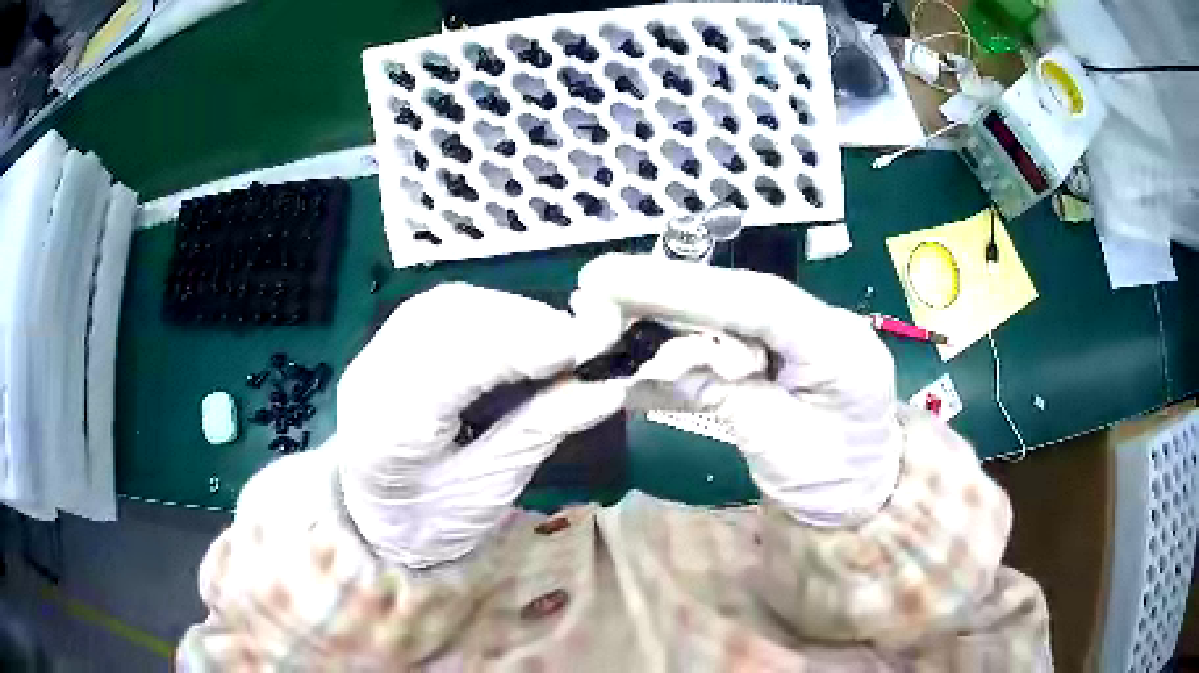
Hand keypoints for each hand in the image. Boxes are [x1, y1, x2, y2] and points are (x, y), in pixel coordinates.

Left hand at [337, 284, 623, 567]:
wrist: (376, 519)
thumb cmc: (431, 521)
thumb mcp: (488, 489)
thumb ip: (540, 430)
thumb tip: (608, 388)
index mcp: (389, 429)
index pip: (454, 365)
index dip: (521, 344)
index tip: (587, 345)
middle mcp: (374, 375)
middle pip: (450, 319)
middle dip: (525, 323)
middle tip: (585, 342)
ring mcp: (376, 352)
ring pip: (449, 304)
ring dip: (512, 314)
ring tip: (560, 341)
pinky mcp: (390, 343)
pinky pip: (445, 310)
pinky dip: (494, 316)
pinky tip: (524, 336)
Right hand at [574, 254, 901, 525]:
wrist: (865, 497)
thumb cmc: (831, 482)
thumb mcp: (776, 447)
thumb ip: (722, 394)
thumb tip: (656, 359)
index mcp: (835, 345)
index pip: (753, 301)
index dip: (680, 286)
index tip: (611, 278)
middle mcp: (820, 323)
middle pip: (734, 297)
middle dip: (664, 292)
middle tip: (596, 288)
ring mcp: (802, 335)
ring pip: (726, 313)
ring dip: (666, 317)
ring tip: (606, 317)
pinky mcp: (783, 350)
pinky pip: (728, 338)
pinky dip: (684, 347)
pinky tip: (640, 353)